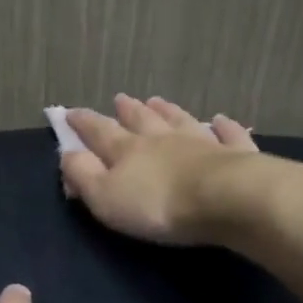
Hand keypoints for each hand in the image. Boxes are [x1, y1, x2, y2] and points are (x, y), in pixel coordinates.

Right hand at [60, 94, 295, 245]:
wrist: (227, 199)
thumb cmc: (159, 204)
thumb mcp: (106, 197)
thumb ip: (84, 175)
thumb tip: (67, 153)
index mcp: (128, 150)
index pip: (99, 131)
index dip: (82, 122)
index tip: (69, 113)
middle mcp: (163, 138)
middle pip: (141, 119)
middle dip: (127, 110)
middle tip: (120, 98)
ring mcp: (201, 142)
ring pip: (180, 120)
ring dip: (167, 110)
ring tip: (158, 100)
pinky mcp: (235, 154)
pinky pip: (228, 135)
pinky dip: (224, 126)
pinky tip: (222, 120)